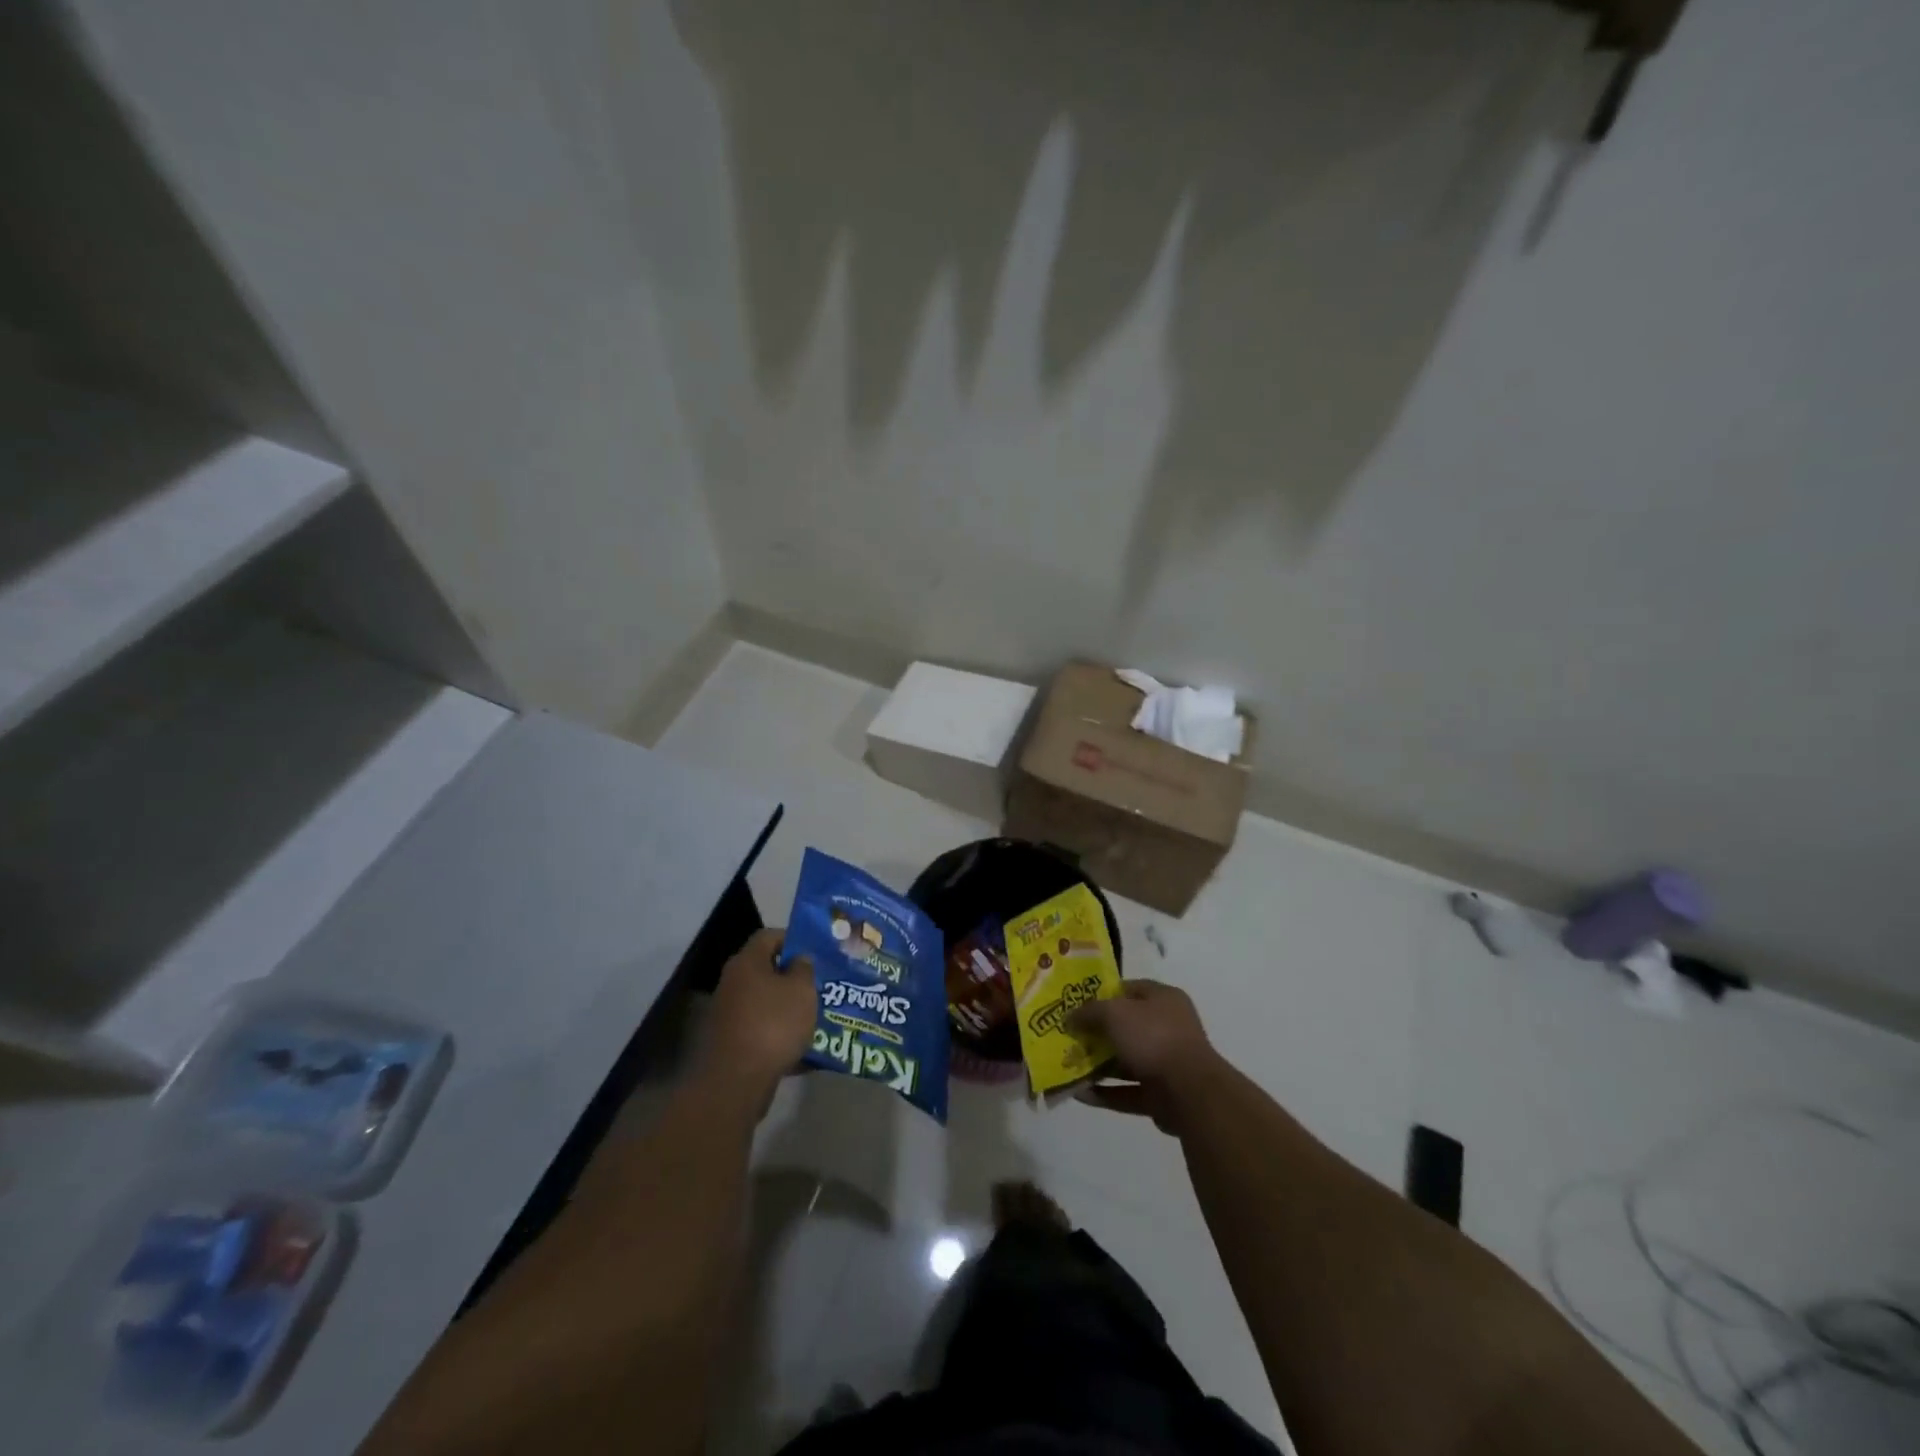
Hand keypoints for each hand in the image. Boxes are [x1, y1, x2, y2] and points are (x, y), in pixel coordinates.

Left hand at [703, 928, 816, 1100]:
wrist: (736, 1081)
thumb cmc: (773, 1024)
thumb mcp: (801, 990)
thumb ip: (804, 969)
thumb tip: (798, 960)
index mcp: (747, 963)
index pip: (769, 936)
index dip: (793, 938)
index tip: (815, 951)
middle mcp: (733, 984)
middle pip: (766, 971)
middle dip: (794, 978)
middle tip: (820, 984)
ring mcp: (729, 1015)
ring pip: (766, 1004)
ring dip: (789, 1009)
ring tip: (817, 1017)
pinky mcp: (731, 1044)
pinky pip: (762, 1032)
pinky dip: (780, 1037)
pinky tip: (804, 1050)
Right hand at [1069, 980, 1220, 1134]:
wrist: (1190, 1092)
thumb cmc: (1153, 1037)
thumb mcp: (1114, 1014)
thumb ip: (1089, 1012)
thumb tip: (1069, 1017)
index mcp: (1164, 999)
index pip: (1129, 989)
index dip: (1102, 994)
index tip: (1076, 1003)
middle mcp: (1168, 1027)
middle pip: (1126, 1026)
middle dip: (1097, 1033)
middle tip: (1069, 1036)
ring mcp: (1166, 1063)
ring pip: (1126, 1060)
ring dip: (1099, 1065)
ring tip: (1068, 1066)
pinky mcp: (1162, 1095)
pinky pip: (1128, 1091)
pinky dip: (1106, 1092)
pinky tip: (1080, 1093)